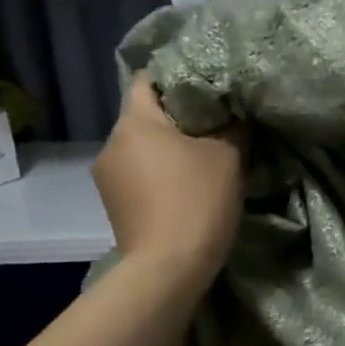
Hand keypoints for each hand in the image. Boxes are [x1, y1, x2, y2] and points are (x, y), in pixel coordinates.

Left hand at [93, 77, 242, 274]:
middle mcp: (111, 143)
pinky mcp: (113, 204)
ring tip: (201, 158)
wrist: (168, 269)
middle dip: (177, 117)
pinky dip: (159, 172)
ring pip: (142, 147)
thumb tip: (237, 115)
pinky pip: (138, 173)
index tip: (206, 87)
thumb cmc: (197, 201)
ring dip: (168, 148)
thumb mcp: (228, 156)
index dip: (177, 77)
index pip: (147, 79)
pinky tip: (184, 186)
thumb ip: (234, 127)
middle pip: (145, 116)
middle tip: (214, 123)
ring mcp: (107, 177)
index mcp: (134, 122)